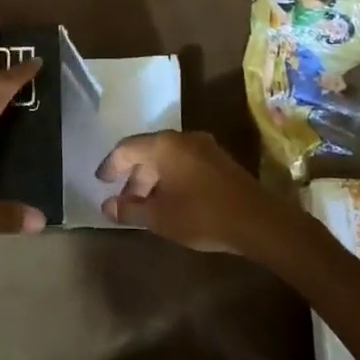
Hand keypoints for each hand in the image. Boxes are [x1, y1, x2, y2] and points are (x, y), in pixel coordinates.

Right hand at [97, 130, 321, 261]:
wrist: (258, 221)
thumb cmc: (202, 215)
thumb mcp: (159, 217)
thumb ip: (130, 209)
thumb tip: (107, 206)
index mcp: (163, 145)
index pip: (126, 148)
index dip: (110, 165)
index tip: (101, 182)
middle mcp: (182, 138)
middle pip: (148, 151)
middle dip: (133, 176)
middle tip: (124, 199)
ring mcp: (204, 147)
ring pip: (168, 157)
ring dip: (153, 178)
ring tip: (146, 204)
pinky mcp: (220, 161)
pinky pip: (185, 162)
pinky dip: (171, 177)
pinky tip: (172, 200)